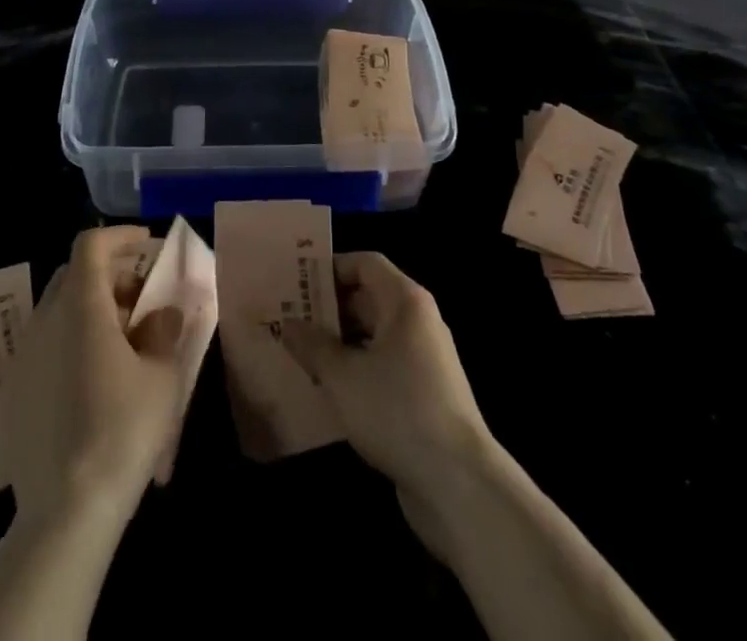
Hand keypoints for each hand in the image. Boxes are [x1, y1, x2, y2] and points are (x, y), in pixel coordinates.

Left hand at [4, 226, 187, 528]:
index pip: (91, 244)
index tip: (147, 246)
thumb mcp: (162, 377)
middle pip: (74, 273)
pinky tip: (95, 376)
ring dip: (91, 307)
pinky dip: (72, 338)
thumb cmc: (122, 431)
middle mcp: (45, 320)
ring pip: (58, 308)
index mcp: (81, 307)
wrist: (64, 512)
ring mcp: (24, 355)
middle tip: (142, 297)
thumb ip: (164, 332)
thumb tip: (164, 313)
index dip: (120, 236)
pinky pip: (46, 342)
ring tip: (124, 339)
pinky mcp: (14, 389)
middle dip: (109, 274)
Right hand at [280, 252, 495, 527]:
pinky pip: (382, 366)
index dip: (331, 268)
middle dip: (329, 307)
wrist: (459, 483)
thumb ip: (313, 345)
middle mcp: (418, 321)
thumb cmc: (397, 411)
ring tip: (298, 353)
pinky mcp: (423, 393)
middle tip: (288, 319)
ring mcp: (423, 359)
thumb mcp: (343, 376)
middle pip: (369, 298)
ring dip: (339, 342)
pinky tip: (326, 389)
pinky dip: (355, 369)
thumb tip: (289, 323)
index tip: (297, 282)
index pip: (365, 263)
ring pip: (373, 335)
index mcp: (405, 302)